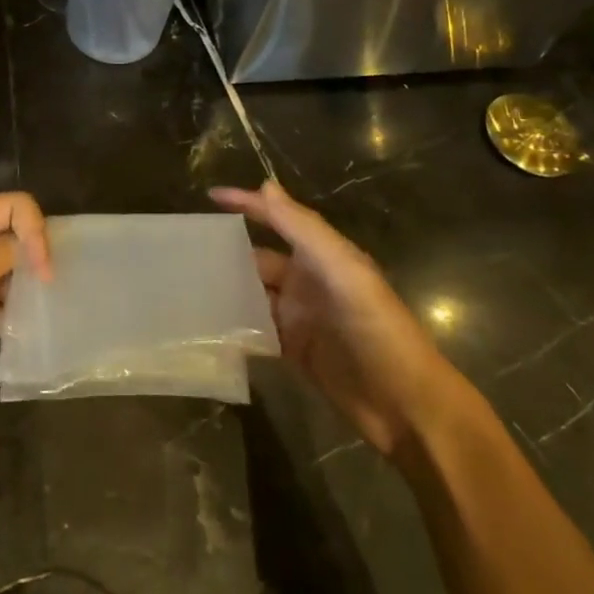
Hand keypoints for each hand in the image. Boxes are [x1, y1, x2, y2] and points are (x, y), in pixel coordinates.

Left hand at [0, 193, 52, 401]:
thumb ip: (9, 253)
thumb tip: (34, 252)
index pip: (16, 207)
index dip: (36, 234)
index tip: (45, 274)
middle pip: (12, 236)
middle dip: (32, 261)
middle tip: (48, 293)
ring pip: (4, 270)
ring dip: (21, 289)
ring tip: (36, 314)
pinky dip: (4, 311)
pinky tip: (17, 331)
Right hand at [211, 180, 462, 454]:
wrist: (408, 407)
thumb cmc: (379, 331)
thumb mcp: (344, 273)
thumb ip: (304, 230)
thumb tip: (265, 186)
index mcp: (323, 256)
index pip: (279, 219)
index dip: (248, 204)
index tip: (209, 197)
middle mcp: (309, 281)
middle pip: (259, 258)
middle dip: (227, 252)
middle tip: (184, 251)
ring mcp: (301, 317)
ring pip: (254, 294)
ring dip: (227, 289)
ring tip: (186, 286)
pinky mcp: (295, 351)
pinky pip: (257, 330)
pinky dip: (235, 325)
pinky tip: (207, 325)